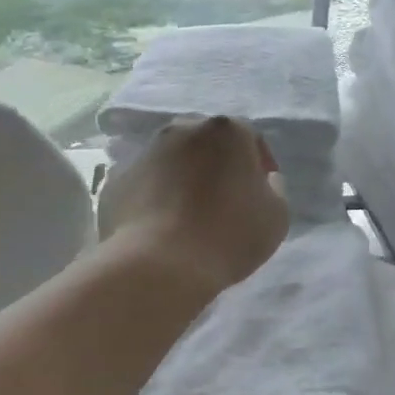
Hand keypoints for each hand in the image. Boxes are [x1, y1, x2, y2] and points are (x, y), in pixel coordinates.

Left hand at [98, 115, 287, 296]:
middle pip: (207, 142)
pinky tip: (162, 225)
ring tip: (189, 213)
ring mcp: (145, 152)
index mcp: (226, 130)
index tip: (260, 193)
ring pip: (172, 158)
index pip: (249, 137)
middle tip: (224, 198)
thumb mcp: (277, 215)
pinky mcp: (116, 179)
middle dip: (217, 163)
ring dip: (184, 176)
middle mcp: (183, 129)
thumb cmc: (228, 235)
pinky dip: (155, 195)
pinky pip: (146, 183)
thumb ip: (275, 189)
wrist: (159, 265)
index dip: (259, 164)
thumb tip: (262, 180)